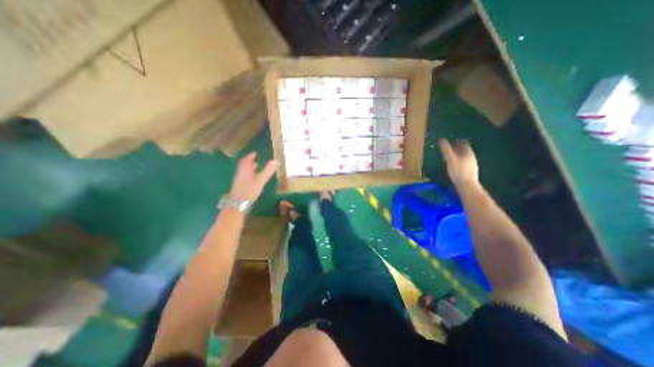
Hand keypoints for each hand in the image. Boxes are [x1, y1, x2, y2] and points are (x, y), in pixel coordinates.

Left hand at [228, 152, 277, 202]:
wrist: (238, 203)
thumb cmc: (249, 189)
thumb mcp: (261, 180)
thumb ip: (267, 171)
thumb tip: (275, 161)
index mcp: (245, 169)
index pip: (246, 160)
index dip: (250, 156)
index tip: (254, 153)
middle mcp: (240, 173)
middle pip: (244, 165)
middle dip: (249, 162)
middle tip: (255, 159)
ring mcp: (239, 180)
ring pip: (244, 171)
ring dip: (249, 168)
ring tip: (256, 167)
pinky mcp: (240, 187)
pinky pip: (244, 177)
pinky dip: (249, 175)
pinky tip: (254, 179)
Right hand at [440, 139, 478, 187]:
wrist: (467, 185)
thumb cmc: (458, 171)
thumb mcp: (450, 159)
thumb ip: (446, 149)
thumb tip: (441, 139)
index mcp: (468, 152)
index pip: (464, 143)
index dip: (458, 141)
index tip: (452, 141)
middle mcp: (472, 157)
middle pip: (465, 150)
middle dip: (458, 148)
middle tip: (450, 149)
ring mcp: (472, 165)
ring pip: (465, 157)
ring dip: (458, 155)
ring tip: (451, 157)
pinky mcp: (470, 172)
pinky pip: (464, 164)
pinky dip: (459, 162)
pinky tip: (455, 166)